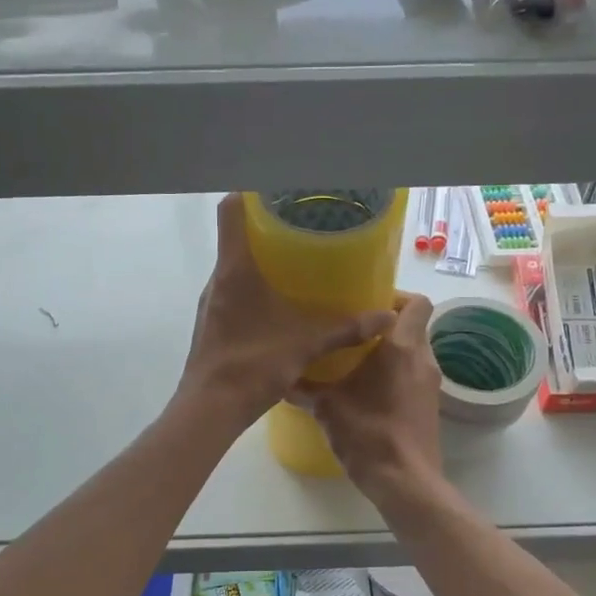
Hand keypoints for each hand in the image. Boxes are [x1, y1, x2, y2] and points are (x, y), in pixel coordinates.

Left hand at [177, 195, 396, 429]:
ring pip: (233, 266)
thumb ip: (345, 328)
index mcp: (235, 269)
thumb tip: (386, 317)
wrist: (209, 408)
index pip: (231, 210)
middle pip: (234, 236)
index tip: (276, 188)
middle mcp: (218, 278)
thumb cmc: (253, 365)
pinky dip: (252, 286)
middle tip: (300, 224)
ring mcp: (210, 301)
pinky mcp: (210, 321)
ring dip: (259, 259)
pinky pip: (231, 290)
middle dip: (265, 226)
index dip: (249, 191)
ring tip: (294, 261)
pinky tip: (277, 303)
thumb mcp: (305, 344)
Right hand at [292, 293, 443, 500]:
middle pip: (414, 327)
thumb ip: (304, 388)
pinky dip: (395, 376)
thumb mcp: (327, 407)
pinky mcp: (430, 407)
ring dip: (390, 353)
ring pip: (414, 353)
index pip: (417, 302)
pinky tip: (367, 392)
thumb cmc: (368, 433)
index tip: (367, 304)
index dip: (396, 297)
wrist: (405, 482)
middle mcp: (423, 359)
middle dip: (386, 326)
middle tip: (352, 331)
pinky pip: (413, 377)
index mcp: (401, 347)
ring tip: (355, 361)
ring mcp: (430, 385)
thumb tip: (280, 378)